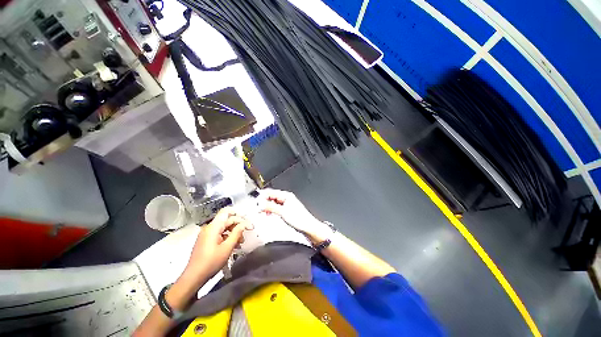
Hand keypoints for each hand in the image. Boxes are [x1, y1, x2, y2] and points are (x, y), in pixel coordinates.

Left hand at [184, 207, 252, 283]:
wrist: (193, 277)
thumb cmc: (211, 262)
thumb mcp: (227, 247)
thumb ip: (237, 233)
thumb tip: (245, 224)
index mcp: (213, 227)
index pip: (226, 212)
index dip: (238, 214)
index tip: (247, 222)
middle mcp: (209, 228)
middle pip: (227, 220)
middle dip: (238, 225)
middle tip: (247, 233)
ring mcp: (207, 234)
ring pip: (224, 228)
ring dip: (234, 232)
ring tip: (241, 242)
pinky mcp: (206, 241)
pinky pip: (220, 234)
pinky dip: (228, 237)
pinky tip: (234, 246)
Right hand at [260, 189, 329, 241]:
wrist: (308, 226)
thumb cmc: (298, 219)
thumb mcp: (283, 212)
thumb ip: (271, 207)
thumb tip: (260, 204)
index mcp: (286, 195)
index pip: (271, 192)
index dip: (262, 197)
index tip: (256, 204)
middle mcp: (286, 198)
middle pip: (272, 196)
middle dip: (264, 202)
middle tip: (258, 209)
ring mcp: (286, 203)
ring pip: (273, 202)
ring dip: (267, 206)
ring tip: (263, 212)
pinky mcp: (287, 209)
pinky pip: (276, 207)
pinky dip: (272, 209)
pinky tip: (269, 214)